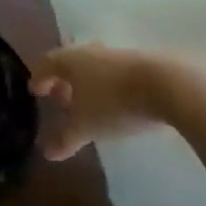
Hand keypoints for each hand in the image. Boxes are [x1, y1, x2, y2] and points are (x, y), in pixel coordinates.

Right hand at [30, 43, 163, 160]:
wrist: (169, 85)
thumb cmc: (115, 102)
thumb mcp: (86, 126)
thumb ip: (65, 139)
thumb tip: (47, 153)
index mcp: (70, 60)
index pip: (47, 64)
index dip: (39, 78)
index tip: (35, 91)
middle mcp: (91, 51)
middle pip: (71, 63)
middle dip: (64, 80)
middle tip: (61, 98)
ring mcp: (120, 54)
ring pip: (96, 67)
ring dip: (89, 83)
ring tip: (90, 103)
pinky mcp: (144, 62)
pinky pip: (117, 73)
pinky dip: (110, 85)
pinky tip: (117, 103)